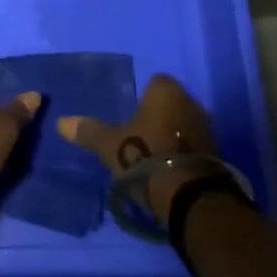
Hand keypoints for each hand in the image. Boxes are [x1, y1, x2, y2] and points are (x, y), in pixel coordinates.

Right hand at [58, 74, 219, 223]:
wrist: (189, 195)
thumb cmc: (145, 156)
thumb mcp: (110, 146)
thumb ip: (89, 131)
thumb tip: (60, 122)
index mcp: (166, 91)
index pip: (155, 81)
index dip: (143, 95)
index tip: (130, 113)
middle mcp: (190, 102)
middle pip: (171, 103)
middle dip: (158, 115)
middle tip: (138, 134)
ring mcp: (206, 128)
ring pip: (183, 124)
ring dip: (171, 134)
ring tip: (152, 154)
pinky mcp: (215, 153)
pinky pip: (193, 145)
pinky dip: (182, 152)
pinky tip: (169, 168)